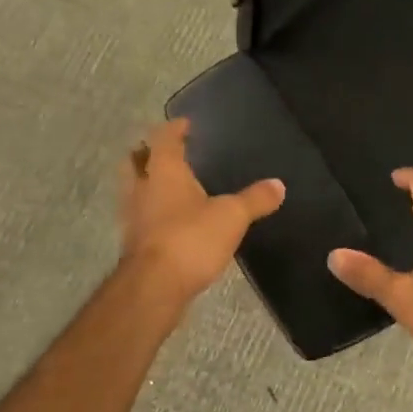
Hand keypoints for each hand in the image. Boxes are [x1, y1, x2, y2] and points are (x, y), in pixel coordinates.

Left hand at [118, 118, 284, 303]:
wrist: (154, 287)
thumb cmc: (191, 238)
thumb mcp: (232, 216)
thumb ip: (255, 199)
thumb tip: (279, 185)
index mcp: (164, 171)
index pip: (164, 138)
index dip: (174, 129)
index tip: (185, 124)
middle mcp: (142, 188)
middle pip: (136, 161)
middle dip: (148, 153)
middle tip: (167, 151)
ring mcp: (133, 216)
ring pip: (134, 188)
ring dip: (146, 182)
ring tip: (168, 185)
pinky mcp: (133, 242)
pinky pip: (140, 215)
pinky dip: (151, 210)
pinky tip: (169, 220)